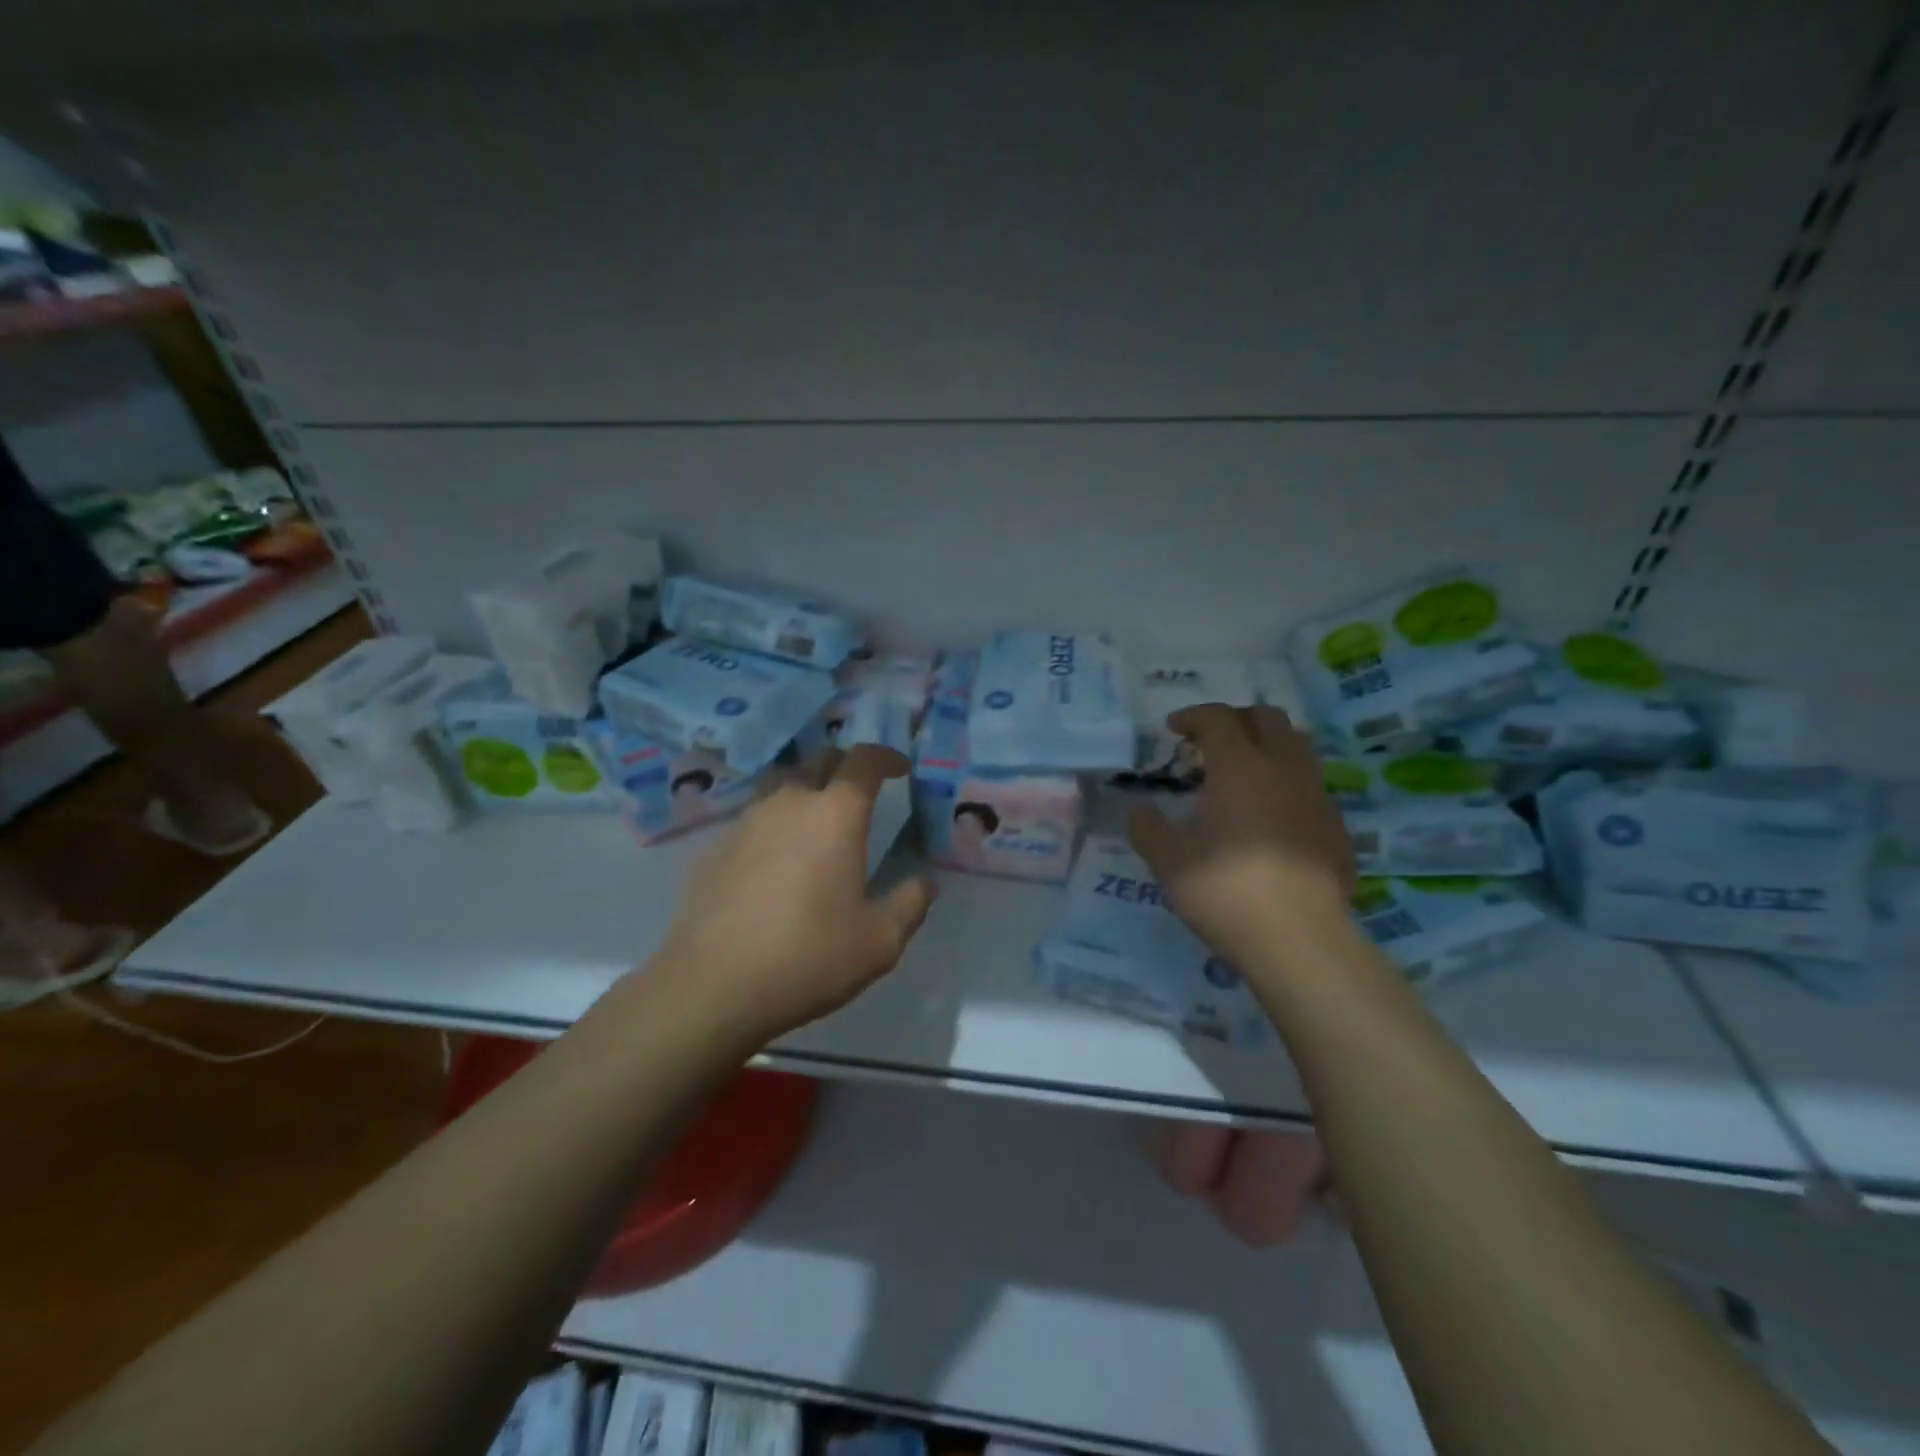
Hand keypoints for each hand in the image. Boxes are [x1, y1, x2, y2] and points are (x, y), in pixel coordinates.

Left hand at [658, 744, 936, 1043]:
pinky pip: (754, 819)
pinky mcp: (715, 848)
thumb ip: (909, 904)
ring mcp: (746, 822)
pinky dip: (774, 825)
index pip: (864, 760)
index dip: (886, 756)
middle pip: (819, 760)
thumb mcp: (879, 942)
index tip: (900, 768)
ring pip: (781, 786)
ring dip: (806, 792)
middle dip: (845, 766)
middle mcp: (789, 803)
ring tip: (818, 824)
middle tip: (861, 793)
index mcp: (835, 814)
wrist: (711, 986)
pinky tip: (776, 863)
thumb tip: (925, 881)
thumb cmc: (808, 957)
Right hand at [1127, 705, 1355, 962]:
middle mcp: (1285, 770)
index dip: (1193, 716)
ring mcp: (1318, 798)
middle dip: (1237, 719)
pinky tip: (1271, 817)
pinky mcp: (1337, 829)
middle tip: (1211, 741)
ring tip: (1243, 773)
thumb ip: (1147, 827)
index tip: (1173, 729)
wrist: (1299, 940)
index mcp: (1241, 767)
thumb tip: (1139, 809)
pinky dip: (1287, 785)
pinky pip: (1311, 788)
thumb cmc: (1224, 890)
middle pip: (1268, 719)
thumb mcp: (1167, 860)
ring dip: (1268, 747)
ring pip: (1298, 748)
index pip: (1218, 718)